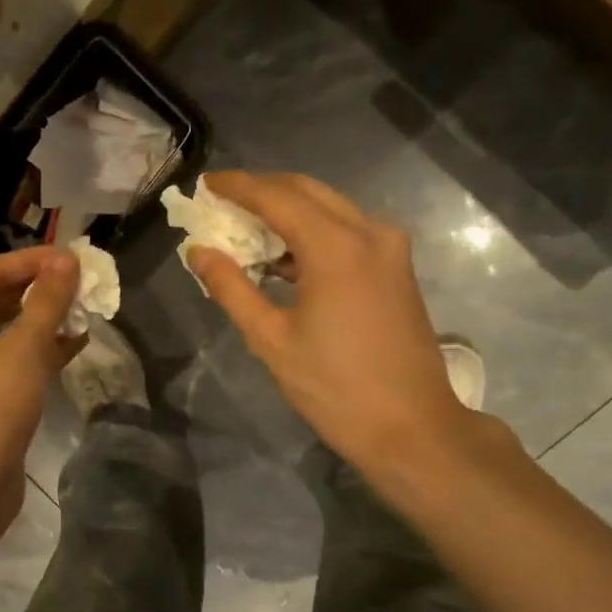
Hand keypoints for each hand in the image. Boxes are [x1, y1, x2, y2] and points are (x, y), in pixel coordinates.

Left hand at [0, 246, 82, 516]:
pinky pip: (18, 359)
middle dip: (41, 289)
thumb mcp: (23, 348)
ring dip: (46, 319)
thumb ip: (48, 302)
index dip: (32, 260)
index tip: (73, 258)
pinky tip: (78, 342)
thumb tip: (68, 261)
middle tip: (82, 282)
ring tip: (86, 308)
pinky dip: (45, 349)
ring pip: (11, 330)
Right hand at [188, 171, 501, 483]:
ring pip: (330, 208)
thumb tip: (199, 251)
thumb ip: (231, 288)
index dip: (237, 186)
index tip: (205, 184)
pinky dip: (312, 233)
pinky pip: (348, 231)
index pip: (277, 197)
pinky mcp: (397, 268)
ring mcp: (390, 249)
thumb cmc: (334, 388)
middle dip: (263, 191)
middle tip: (222, 202)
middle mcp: (369, 233)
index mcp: (336, 247)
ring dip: (288, 211)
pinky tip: (283, 258)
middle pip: (307, 191)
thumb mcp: (271, 340)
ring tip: (246, 229)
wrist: (411, 427)